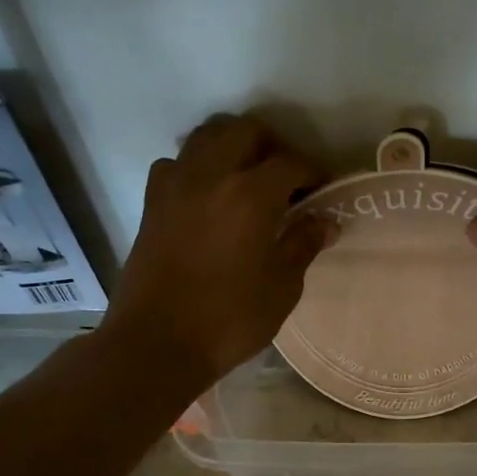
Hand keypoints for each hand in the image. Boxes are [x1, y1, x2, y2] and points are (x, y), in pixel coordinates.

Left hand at [102, 113, 330, 392]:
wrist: (156, 344)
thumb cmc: (228, 321)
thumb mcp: (281, 289)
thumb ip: (303, 245)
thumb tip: (324, 220)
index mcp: (250, 196)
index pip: (290, 162)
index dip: (313, 171)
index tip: (322, 189)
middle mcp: (211, 176)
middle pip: (245, 131)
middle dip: (273, 146)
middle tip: (287, 177)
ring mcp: (175, 185)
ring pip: (206, 136)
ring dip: (232, 145)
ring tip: (247, 177)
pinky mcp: (152, 203)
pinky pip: (176, 163)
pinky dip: (196, 166)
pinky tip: (207, 195)